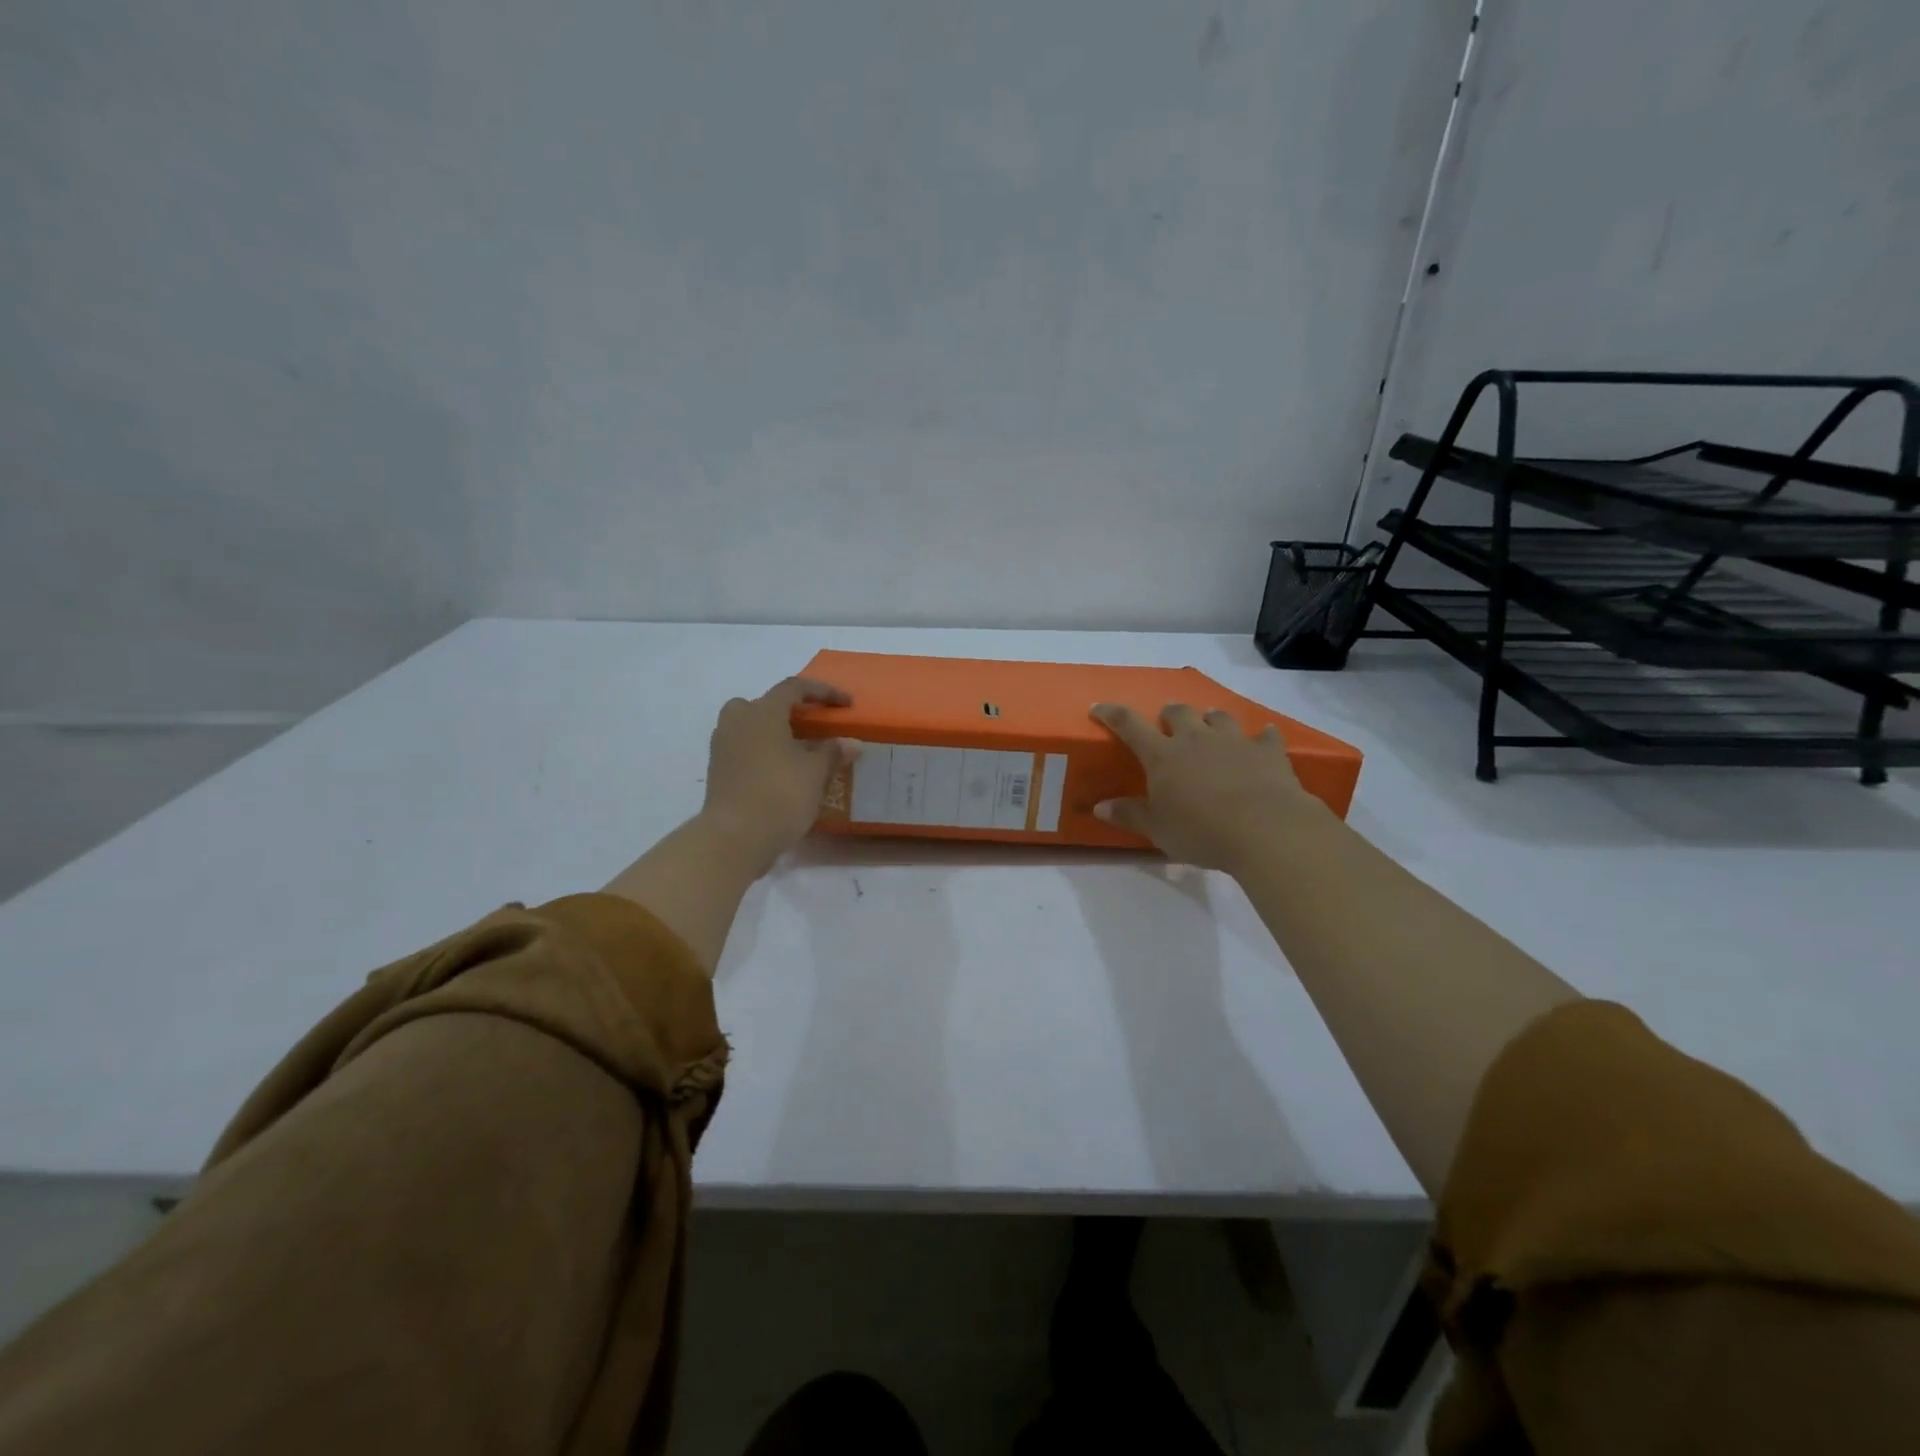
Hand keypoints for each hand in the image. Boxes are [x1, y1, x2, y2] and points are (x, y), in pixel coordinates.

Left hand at [701, 677, 857, 874]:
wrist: (734, 838)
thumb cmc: (779, 795)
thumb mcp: (815, 773)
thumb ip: (833, 752)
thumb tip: (851, 742)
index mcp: (762, 712)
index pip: (794, 688)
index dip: (823, 692)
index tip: (846, 704)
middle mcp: (738, 722)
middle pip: (764, 704)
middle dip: (789, 710)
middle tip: (811, 726)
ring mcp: (723, 747)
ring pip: (750, 727)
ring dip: (774, 732)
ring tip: (798, 751)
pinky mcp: (718, 771)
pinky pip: (744, 749)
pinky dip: (763, 752)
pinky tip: (781, 772)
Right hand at [1089, 702, 1329, 872]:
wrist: (1265, 829)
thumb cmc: (1201, 831)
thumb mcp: (1157, 829)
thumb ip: (1129, 815)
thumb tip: (1100, 807)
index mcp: (1163, 755)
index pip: (1130, 725)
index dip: (1112, 713)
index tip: (1100, 706)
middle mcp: (1196, 739)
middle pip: (1179, 713)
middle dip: (1170, 713)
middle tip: (1167, 720)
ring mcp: (1234, 741)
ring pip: (1219, 717)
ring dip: (1211, 718)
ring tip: (1210, 723)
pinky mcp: (1268, 752)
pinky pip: (1265, 735)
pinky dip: (1262, 735)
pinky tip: (1264, 735)